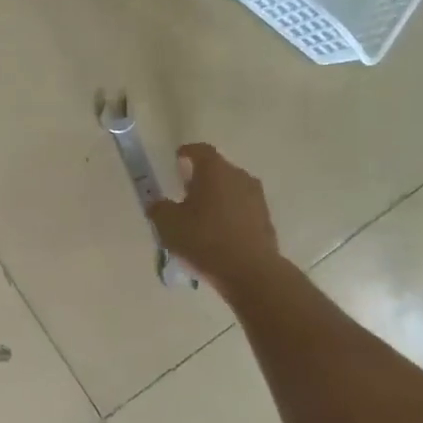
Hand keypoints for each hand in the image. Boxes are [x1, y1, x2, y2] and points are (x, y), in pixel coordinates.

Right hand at [146, 143, 284, 295]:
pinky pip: (241, 210)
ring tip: (200, 216)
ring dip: (216, 198)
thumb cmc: (203, 240)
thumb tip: (157, 204)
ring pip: (231, 190)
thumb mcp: (168, 224)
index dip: (187, 152)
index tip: (177, 158)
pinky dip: (228, 215)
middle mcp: (239, 177)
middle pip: (217, 170)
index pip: (200, 150)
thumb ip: (158, 208)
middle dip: (200, 178)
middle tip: (184, 192)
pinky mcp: (265, 220)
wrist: (249, 271)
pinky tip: (217, 234)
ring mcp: (256, 198)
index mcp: (215, 171)